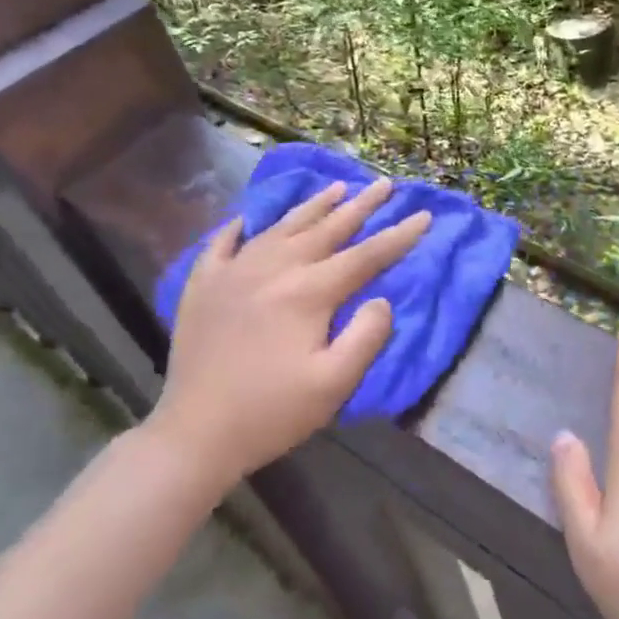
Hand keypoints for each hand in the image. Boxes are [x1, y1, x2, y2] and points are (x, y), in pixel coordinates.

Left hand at [149, 179, 430, 496]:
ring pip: (282, 226)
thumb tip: (381, 299)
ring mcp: (233, 272)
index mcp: (308, 292)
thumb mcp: (334, 384)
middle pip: (327, 229)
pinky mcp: (203, 285)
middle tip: (386, 184)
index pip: (365, 255)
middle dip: (362, 206)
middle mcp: (273, 268)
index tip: (424, 215)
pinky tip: (250, 217)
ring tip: (338, 187)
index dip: (398, 236)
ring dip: (314, 205)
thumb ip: (367, 336)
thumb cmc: (272, 412)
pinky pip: (224, 242)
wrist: (195, 434)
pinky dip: (242, 225)